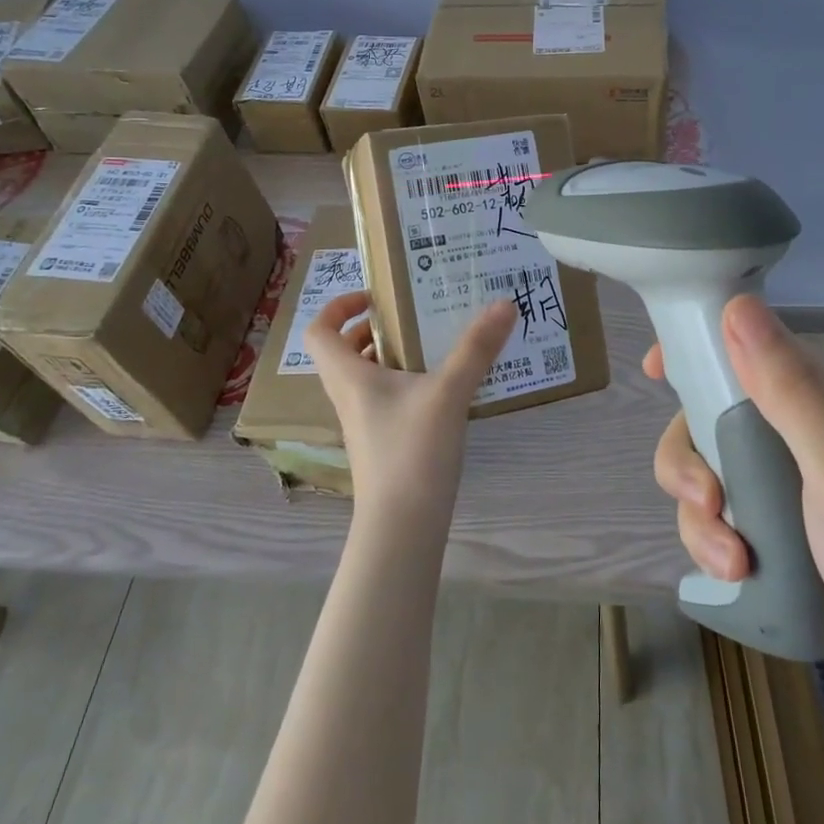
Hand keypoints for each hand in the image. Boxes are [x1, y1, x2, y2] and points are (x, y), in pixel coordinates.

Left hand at [305, 292, 517, 520]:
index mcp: (349, 377)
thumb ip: (476, 348)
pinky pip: (385, 400)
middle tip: (412, 316)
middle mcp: (349, 396)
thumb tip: (504, 303)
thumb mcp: (448, 393)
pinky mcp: (382, 443)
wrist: (402, 526)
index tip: (374, 297)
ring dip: (392, 356)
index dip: (337, 306)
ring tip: (433, 345)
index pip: (319, 332)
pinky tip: (443, 388)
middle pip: (345, 352)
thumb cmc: (412, 452)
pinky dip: (406, 384)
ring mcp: (364, 423)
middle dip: (374, 329)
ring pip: (367, 377)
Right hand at [646, 295, 823, 738]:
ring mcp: (788, 502)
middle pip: (714, 421)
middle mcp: (804, 448)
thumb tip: (738, 305)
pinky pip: (718, 526)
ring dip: (701, 517)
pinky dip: (712, 548)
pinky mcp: (775, 549)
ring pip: (709, 478)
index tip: (657, 369)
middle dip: (691, 457)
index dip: (702, 351)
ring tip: (732, 562)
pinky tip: (736, 580)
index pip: (756, 354)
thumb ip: (792, 392)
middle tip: (706, 496)